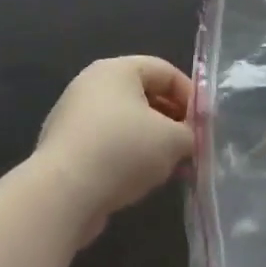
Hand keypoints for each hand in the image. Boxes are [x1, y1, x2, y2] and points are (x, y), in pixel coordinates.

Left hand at [31, 57, 193, 238]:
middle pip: (145, 96)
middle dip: (172, 121)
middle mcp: (92, 86)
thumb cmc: (123, 151)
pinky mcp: (65, 149)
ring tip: (170, 168)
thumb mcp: (173, 140)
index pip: (165, 71)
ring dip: (152, 142)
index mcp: (117, 70)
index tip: (204, 124)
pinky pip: (107, 145)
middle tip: (190, 146)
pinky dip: (127, 157)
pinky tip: (141, 181)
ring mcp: (74, 117)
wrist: (61, 196)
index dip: (191, 96)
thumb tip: (188, 139)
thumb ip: (190, 133)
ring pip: (126, 123)